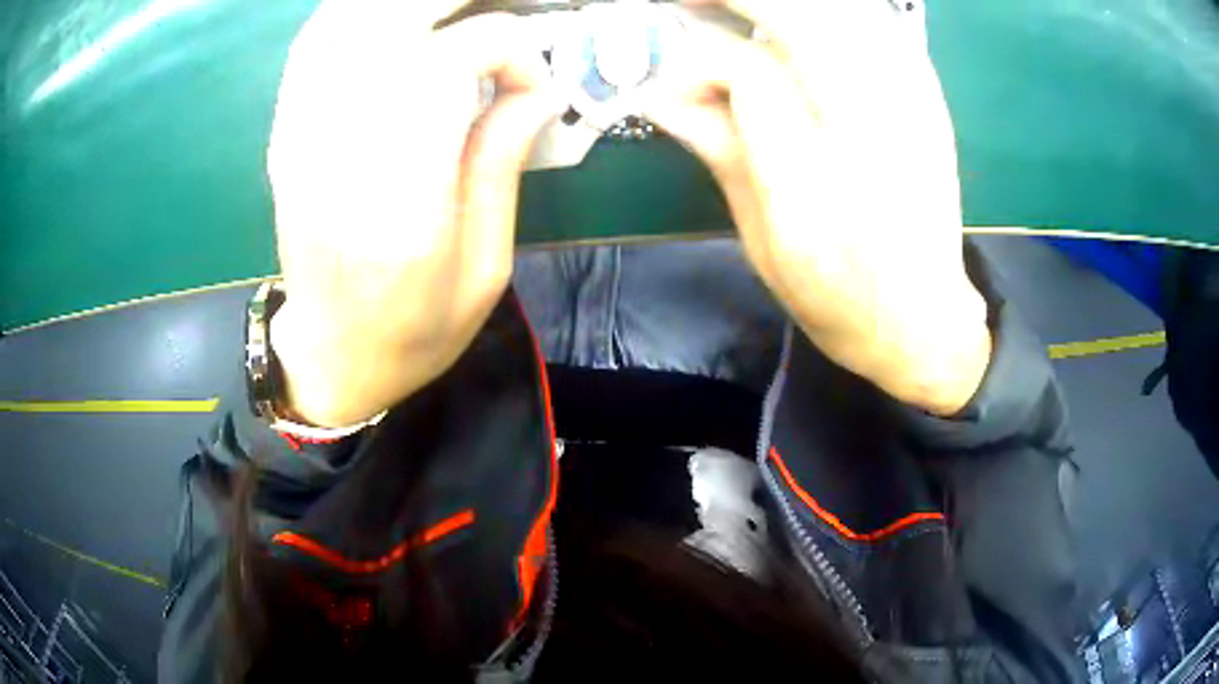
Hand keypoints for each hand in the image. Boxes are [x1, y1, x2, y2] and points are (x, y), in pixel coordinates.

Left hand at [266, 0, 559, 426]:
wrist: (332, 358)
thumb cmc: (416, 332)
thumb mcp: (487, 270)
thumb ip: (502, 166)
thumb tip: (537, 87)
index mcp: (400, 210)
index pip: (445, 66)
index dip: (505, 50)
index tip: (533, 83)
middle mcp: (338, 162)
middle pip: (389, 29)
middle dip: (456, 6)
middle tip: (499, 15)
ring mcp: (300, 144)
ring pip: (346, 25)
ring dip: (403, 9)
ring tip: (450, 16)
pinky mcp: (286, 138)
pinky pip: (312, 48)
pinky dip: (353, 15)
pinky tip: (391, 21)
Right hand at [643, 0, 990, 414]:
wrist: (922, 317)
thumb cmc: (834, 294)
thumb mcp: (760, 237)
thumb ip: (717, 148)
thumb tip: (656, 87)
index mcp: (818, 187)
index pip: (750, 74)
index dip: (699, 55)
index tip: (668, 59)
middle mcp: (875, 132)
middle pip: (804, 20)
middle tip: (687, 4)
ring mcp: (913, 105)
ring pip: (845, 13)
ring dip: (783, 3)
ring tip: (738, 9)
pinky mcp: (928, 95)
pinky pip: (876, 23)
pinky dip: (834, 12)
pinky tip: (801, 19)